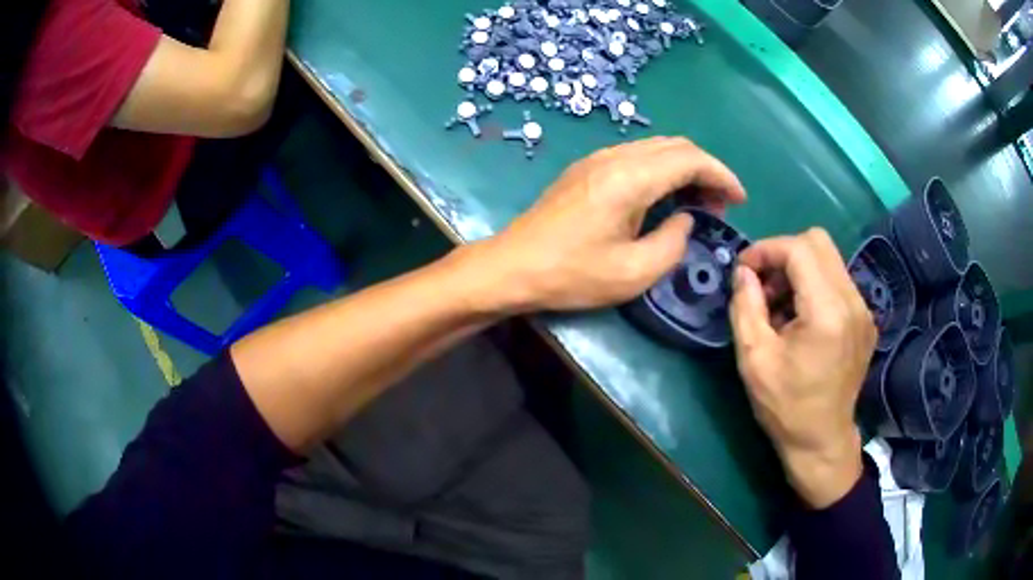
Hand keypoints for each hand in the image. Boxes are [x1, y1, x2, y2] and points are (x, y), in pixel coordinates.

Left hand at [465, 137, 744, 312]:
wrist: (512, 266)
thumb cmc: (571, 274)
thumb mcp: (634, 272)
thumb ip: (673, 242)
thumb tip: (685, 219)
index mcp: (630, 178)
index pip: (691, 159)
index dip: (722, 175)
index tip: (739, 199)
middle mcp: (616, 157)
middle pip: (676, 146)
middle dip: (706, 170)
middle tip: (719, 206)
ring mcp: (597, 159)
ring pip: (656, 148)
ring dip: (684, 168)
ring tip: (697, 203)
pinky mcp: (586, 168)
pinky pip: (636, 156)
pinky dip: (661, 170)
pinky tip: (663, 197)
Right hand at [729, 229, 876, 508]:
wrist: (822, 441)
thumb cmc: (786, 406)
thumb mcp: (754, 359)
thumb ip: (745, 306)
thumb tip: (743, 272)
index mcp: (828, 312)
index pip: (799, 249)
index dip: (766, 250)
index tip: (744, 270)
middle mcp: (853, 302)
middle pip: (818, 242)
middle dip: (784, 253)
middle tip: (763, 284)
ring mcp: (863, 310)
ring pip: (829, 259)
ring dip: (799, 270)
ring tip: (780, 305)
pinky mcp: (865, 319)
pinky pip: (838, 281)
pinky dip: (814, 286)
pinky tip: (801, 318)